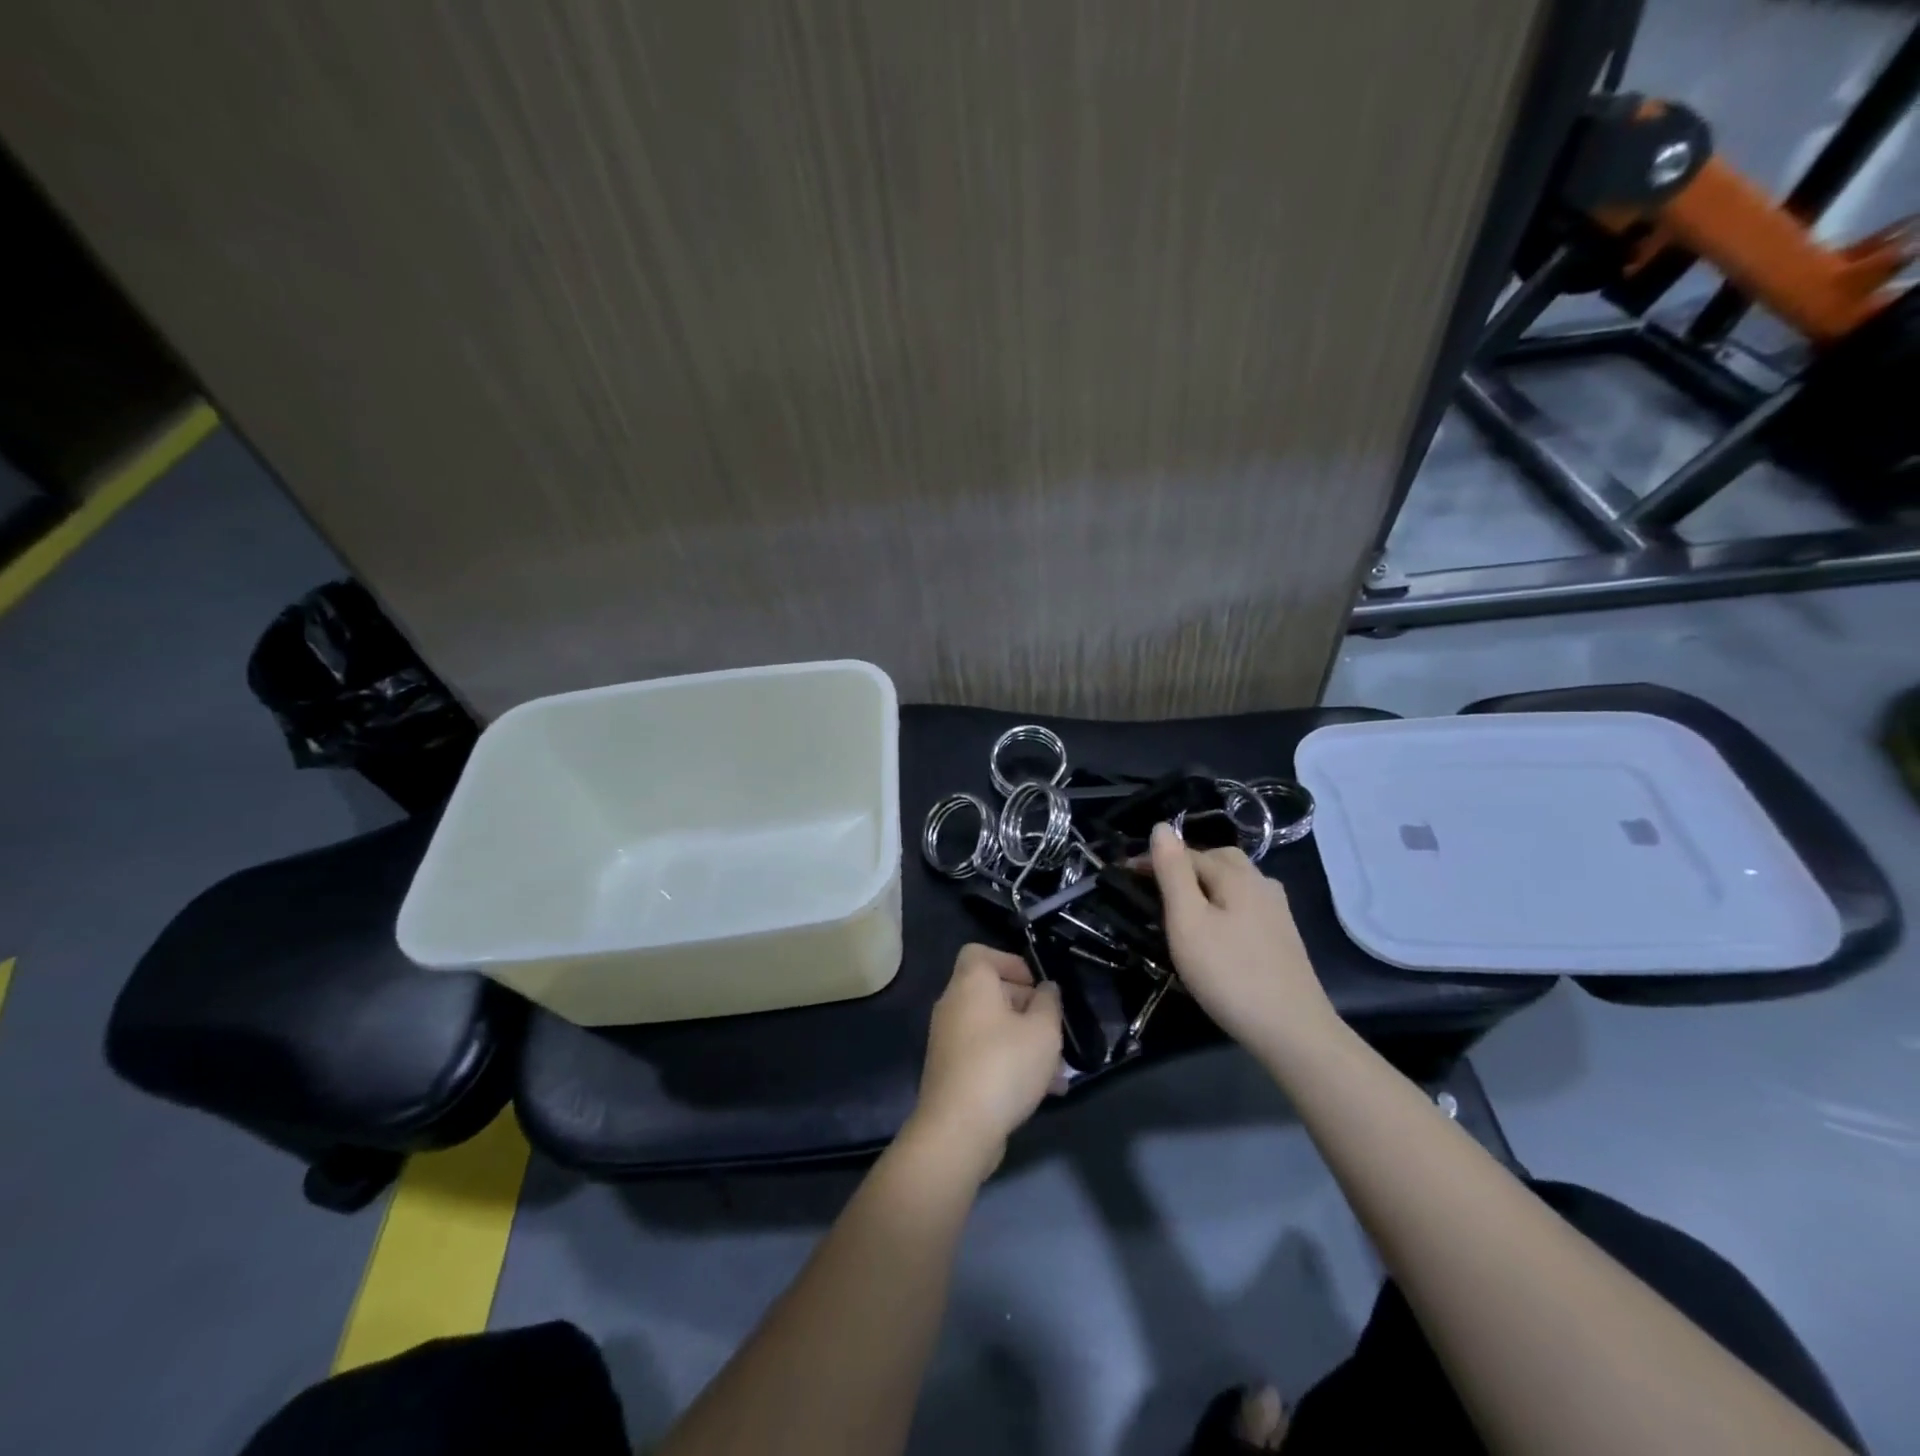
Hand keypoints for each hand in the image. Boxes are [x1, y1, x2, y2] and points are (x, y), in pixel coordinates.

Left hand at [907, 944, 1062, 1179]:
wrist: (958, 1129)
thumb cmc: (1004, 1066)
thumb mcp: (1043, 1031)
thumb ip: (1049, 1003)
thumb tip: (1046, 989)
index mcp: (970, 984)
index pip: (980, 953)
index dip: (1011, 962)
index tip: (1037, 985)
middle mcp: (953, 1005)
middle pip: (991, 992)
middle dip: (1027, 1008)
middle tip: (1055, 1029)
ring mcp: (948, 1040)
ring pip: (993, 1029)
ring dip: (1025, 1042)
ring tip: (1058, 1070)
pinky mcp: (950, 1072)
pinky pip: (985, 1055)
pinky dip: (1010, 1063)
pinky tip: (1042, 1092)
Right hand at [1149, 822, 1337, 1052]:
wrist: (1292, 1030)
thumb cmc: (1228, 973)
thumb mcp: (1187, 920)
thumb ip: (1173, 872)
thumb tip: (1161, 827)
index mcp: (1235, 874)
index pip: (1186, 853)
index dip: (1153, 861)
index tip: (1124, 877)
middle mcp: (1260, 882)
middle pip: (1216, 860)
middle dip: (1183, 867)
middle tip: (1154, 891)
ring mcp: (1277, 909)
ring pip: (1234, 882)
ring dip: (1205, 886)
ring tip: (1181, 910)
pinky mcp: (1284, 935)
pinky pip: (1246, 904)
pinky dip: (1224, 905)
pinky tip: (1217, 930)